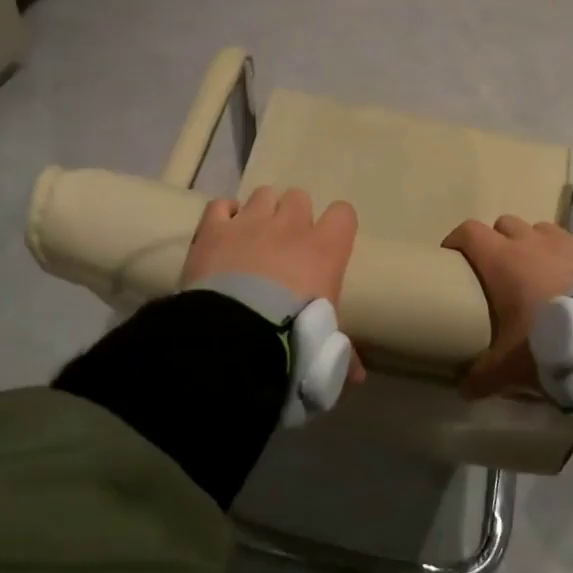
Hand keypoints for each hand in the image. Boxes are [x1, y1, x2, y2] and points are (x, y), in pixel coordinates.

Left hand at [182, 187, 363, 382]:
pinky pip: (220, 205)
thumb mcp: (324, 348)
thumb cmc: (292, 339)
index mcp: (325, 250)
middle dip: (294, 216)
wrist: (235, 335)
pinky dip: (223, 215)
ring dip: (261, 212)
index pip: (344, 214)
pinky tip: (222, 233)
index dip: (337, 226)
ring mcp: (250, 222)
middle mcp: (290, 226)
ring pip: (263, 195)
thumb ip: (340, 354)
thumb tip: (358, 377)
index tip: (328, 244)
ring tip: (253, 237)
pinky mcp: (214, 229)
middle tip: (286, 244)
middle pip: (299, 198)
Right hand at [442, 216, 572, 397]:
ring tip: (540, 274)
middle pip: (505, 225)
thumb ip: (482, 377)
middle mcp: (533, 242)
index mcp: (502, 260)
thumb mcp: (509, 368)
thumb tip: (463, 390)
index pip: (469, 232)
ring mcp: (570, 243)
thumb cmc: (548, 345)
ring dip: (536, 246)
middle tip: (499, 272)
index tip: (452, 258)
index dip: (457, 241)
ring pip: (543, 230)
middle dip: (499, 241)